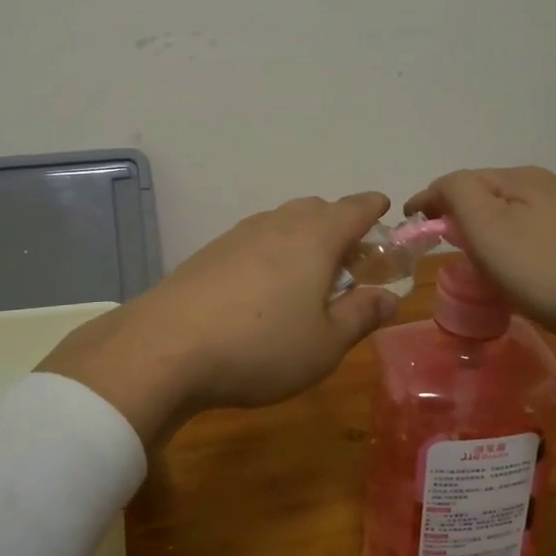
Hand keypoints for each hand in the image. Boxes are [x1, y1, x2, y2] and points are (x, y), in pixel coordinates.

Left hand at [37, 193, 400, 441]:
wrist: (166, 347)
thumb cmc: (261, 346)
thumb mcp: (325, 344)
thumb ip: (361, 315)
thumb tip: (389, 298)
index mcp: (315, 237)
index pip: (354, 208)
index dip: (373, 208)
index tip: (384, 210)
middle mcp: (277, 224)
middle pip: (316, 210)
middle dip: (338, 225)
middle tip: (350, 260)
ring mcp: (237, 235)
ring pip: (281, 222)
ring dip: (302, 238)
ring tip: (308, 275)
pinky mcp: (209, 253)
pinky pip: (253, 239)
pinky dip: (271, 251)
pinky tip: (263, 287)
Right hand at [405, 167, 555, 345]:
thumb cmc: (545, 269)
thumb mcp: (487, 227)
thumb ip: (456, 194)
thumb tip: (441, 189)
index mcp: (521, 177)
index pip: (459, 180)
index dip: (429, 200)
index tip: (410, 224)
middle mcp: (551, 185)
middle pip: (489, 194)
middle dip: (461, 213)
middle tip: (444, 244)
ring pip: (516, 213)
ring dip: (490, 229)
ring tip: (479, 259)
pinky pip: (540, 233)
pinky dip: (517, 243)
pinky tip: (521, 267)